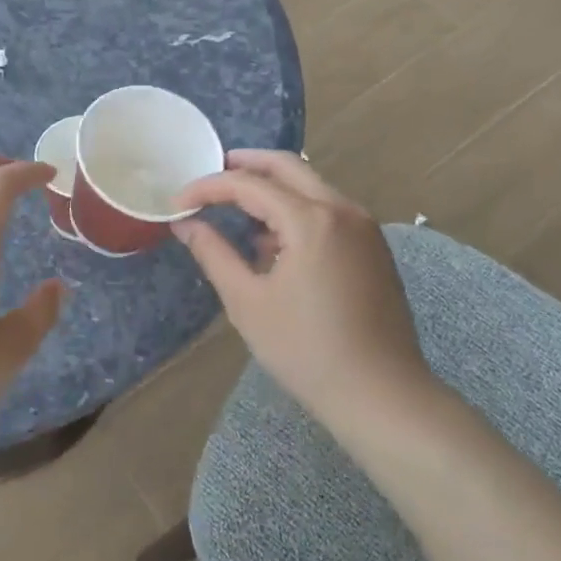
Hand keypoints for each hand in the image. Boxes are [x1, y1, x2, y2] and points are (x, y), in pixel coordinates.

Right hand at [173, 151, 439, 436]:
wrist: (382, 396)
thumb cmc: (306, 350)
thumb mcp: (247, 301)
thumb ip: (213, 253)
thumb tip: (186, 224)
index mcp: (311, 220)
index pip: (249, 184)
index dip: (208, 188)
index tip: (178, 203)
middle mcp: (342, 210)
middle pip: (288, 166)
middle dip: (246, 164)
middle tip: (211, 173)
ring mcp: (364, 227)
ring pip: (310, 186)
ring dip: (272, 187)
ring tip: (236, 211)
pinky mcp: (373, 247)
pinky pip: (328, 209)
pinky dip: (296, 208)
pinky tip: (274, 242)